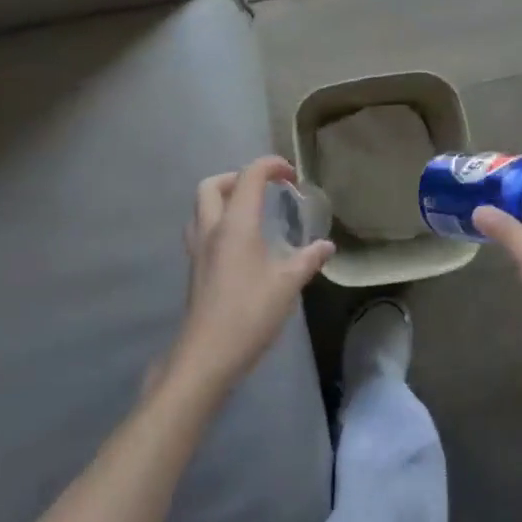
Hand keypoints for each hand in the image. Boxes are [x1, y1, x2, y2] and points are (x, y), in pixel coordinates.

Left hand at [167, 156, 334, 404]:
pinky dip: (219, 221)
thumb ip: (308, 260)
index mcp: (235, 224)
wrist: (206, 355)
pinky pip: (202, 228)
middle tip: (264, 190)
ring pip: (202, 206)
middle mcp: (211, 229)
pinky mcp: (194, 268)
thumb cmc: (249, 314)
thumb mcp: (287, 284)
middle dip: (238, 178)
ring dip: (224, 198)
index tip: (292, 175)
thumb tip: (326, 246)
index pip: (249, 176)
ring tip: (251, 212)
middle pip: (213, 185)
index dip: (271, 166)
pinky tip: (240, 244)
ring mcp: (198, 249)